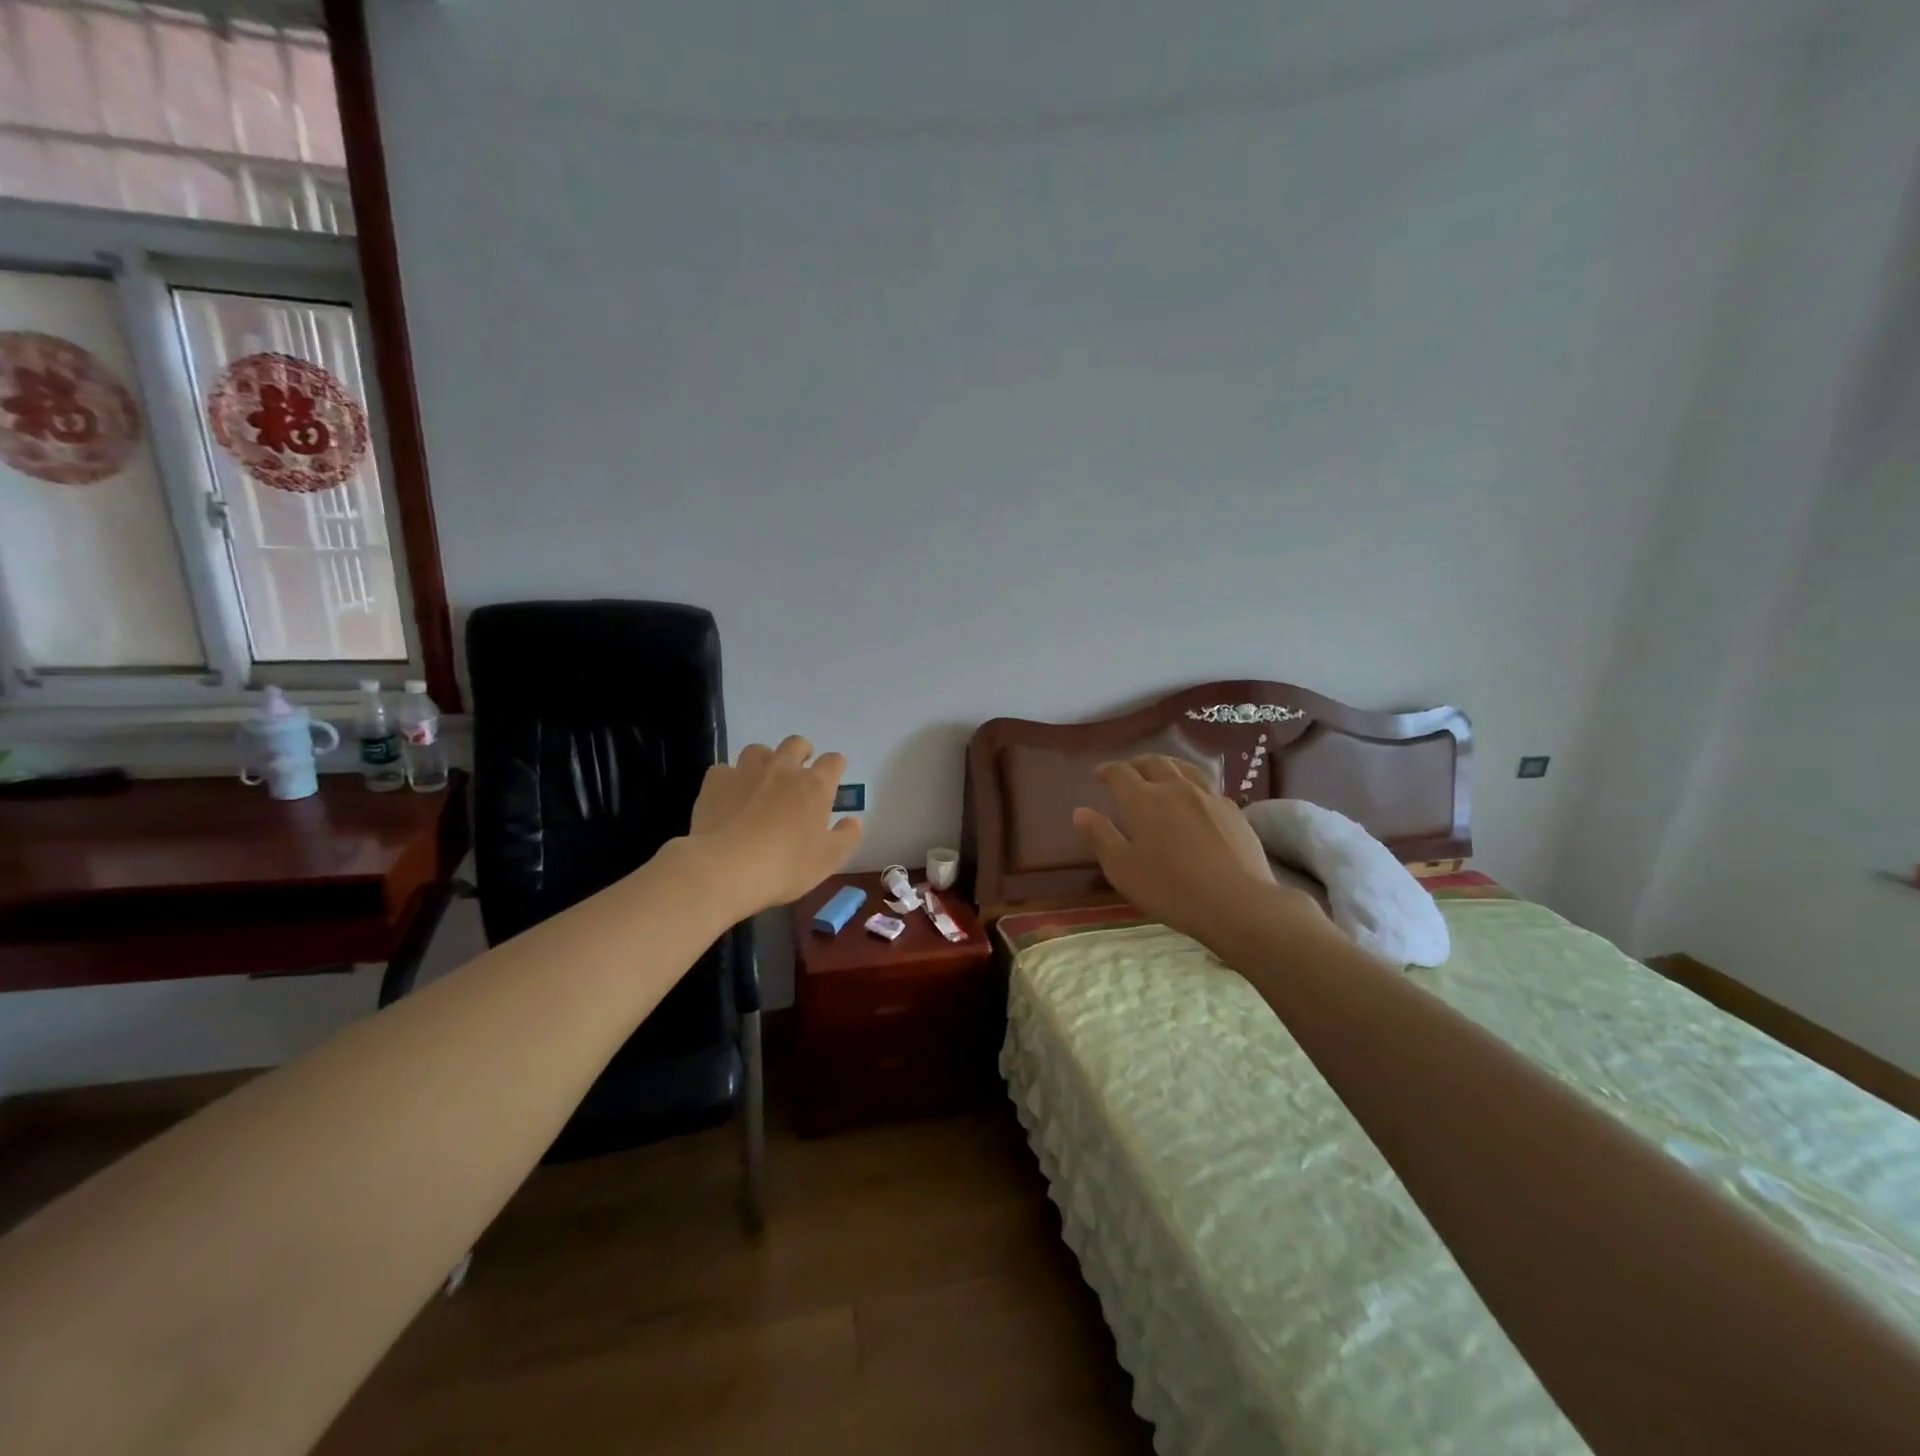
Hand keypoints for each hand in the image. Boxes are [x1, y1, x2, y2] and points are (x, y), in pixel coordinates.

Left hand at [687, 737, 862, 914]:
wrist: (727, 868)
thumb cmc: (786, 865)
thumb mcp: (829, 859)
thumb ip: (847, 836)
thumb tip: (853, 820)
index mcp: (815, 786)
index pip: (833, 761)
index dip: (835, 766)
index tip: (834, 776)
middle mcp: (783, 769)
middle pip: (796, 744)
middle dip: (801, 751)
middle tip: (800, 769)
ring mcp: (746, 772)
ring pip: (758, 750)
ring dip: (764, 760)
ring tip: (762, 779)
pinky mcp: (716, 782)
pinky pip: (724, 769)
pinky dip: (729, 779)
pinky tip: (728, 796)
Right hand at [1074, 756, 1313, 949]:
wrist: (1235, 902)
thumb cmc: (1168, 888)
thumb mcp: (1122, 868)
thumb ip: (1100, 836)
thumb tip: (1080, 811)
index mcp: (1143, 800)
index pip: (1120, 772)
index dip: (1107, 770)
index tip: (1098, 775)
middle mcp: (1175, 788)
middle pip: (1154, 762)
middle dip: (1136, 763)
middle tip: (1127, 772)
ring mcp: (1208, 796)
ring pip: (1184, 767)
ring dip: (1167, 765)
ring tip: (1161, 773)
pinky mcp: (1234, 810)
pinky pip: (1208, 786)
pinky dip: (1192, 785)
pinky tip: (1195, 799)